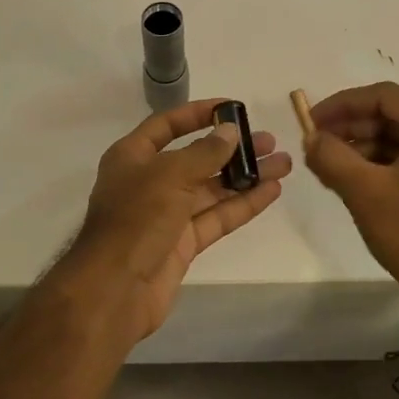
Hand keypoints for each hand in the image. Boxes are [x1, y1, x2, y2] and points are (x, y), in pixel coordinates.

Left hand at [57, 99, 291, 343]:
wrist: (116, 289)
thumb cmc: (136, 219)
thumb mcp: (170, 176)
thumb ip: (205, 153)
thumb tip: (231, 132)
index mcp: (132, 157)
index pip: (166, 125)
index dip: (197, 114)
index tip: (232, 108)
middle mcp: (149, 182)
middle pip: (196, 158)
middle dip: (232, 149)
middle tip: (269, 141)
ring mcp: (167, 214)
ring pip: (211, 189)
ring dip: (246, 176)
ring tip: (282, 164)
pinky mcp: (183, 243)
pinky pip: (216, 217)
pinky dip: (242, 204)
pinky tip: (271, 191)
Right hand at [303, 82, 398, 295]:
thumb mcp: (365, 191)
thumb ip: (331, 156)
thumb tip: (311, 138)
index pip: (386, 97)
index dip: (342, 105)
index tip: (312, 120)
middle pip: (398, 117)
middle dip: (354, 128)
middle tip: (318, 142)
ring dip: (369, 146)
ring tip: (331, 162)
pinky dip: (389, 163)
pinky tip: (359, 176)